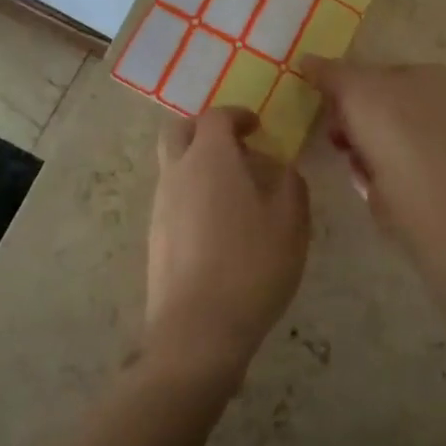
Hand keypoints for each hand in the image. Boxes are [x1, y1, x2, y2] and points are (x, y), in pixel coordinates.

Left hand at [146, 108, 310, 388]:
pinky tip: (219, 225)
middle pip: (178, 131)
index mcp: (210, 158)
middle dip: (204, 129)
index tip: (256, 127)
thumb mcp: (291, 222)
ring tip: (234, 191)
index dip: (237, 115)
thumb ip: (290, 184)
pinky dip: (192, 194)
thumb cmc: (252, 265)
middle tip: (234, 146)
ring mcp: (160, 206)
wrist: (198, 329)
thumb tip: (282, 168)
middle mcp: (177, 173)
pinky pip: (172, 198)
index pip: (216, 117)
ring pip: (173, 166)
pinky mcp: (154, 236)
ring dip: (198, 164)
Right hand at [301, 58, 445, 232]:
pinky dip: (369, 168)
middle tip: (333, 127)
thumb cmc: (391, 125)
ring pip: (379, 136)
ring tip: (346, 152)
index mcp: (433, 76)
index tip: (329, 96)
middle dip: (349, 116)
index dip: (351, 81)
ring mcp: (434, 145)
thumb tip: (306, 60)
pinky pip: (385, 165)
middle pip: (378, 104)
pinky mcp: (425, 179)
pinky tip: (363, 175)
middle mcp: (440, 107)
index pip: (382, 70)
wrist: (422, 193)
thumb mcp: (351, 85)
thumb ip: (328, 71)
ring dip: (355, 143)